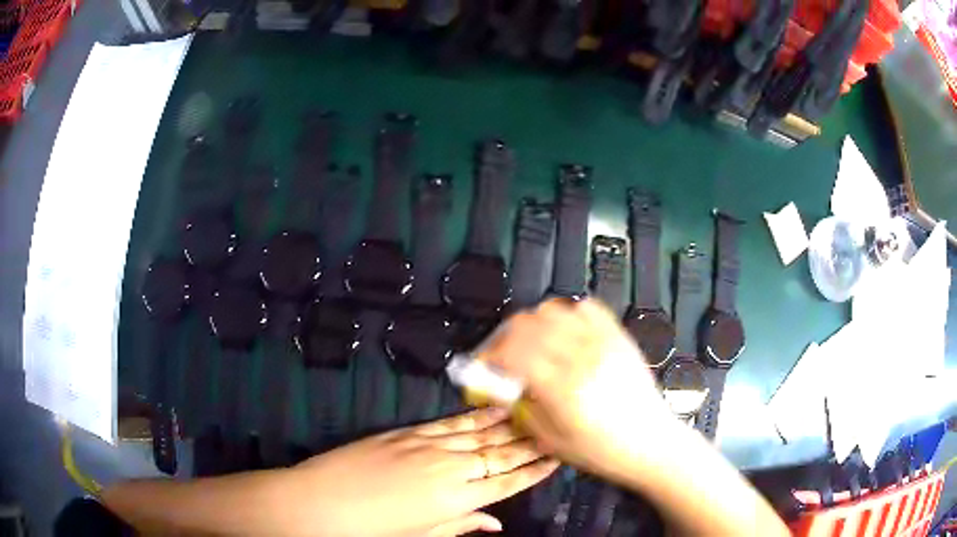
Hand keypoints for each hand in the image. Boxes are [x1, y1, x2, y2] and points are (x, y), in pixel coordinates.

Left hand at [288, 408, 557, 536]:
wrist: (321, 501)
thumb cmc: (372, 529)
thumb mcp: (421, 536)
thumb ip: (461, 526)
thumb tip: (495, 524)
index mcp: (454, 500)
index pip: (506, 483)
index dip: (534, 472)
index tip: (556, 459)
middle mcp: (449, 469)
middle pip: (499, 454)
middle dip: (529, 444)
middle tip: (554, 430)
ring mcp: (427, 446)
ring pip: (479, 434)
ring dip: (509, 426)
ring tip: (533, 414)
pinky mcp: (408, 432)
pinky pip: (450, 423)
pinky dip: (475, 417)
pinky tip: (492, 410)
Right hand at [479, 298, 681, 483]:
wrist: (650, 443)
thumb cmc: (601, 451)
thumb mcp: (550, 439)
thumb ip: (519, 406)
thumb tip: (495, 384)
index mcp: (563, 387)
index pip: (511, 350)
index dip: (488, 354)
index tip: (482, 366)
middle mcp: (582, 356)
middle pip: (527, 323)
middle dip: (504, 337)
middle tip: (502, 356)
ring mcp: (603, 342)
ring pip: (553, 310)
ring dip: (532, 324)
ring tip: (531, 345)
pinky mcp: (618, 336)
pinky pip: (587, 307)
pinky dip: (567, 314)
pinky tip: (564, 334)